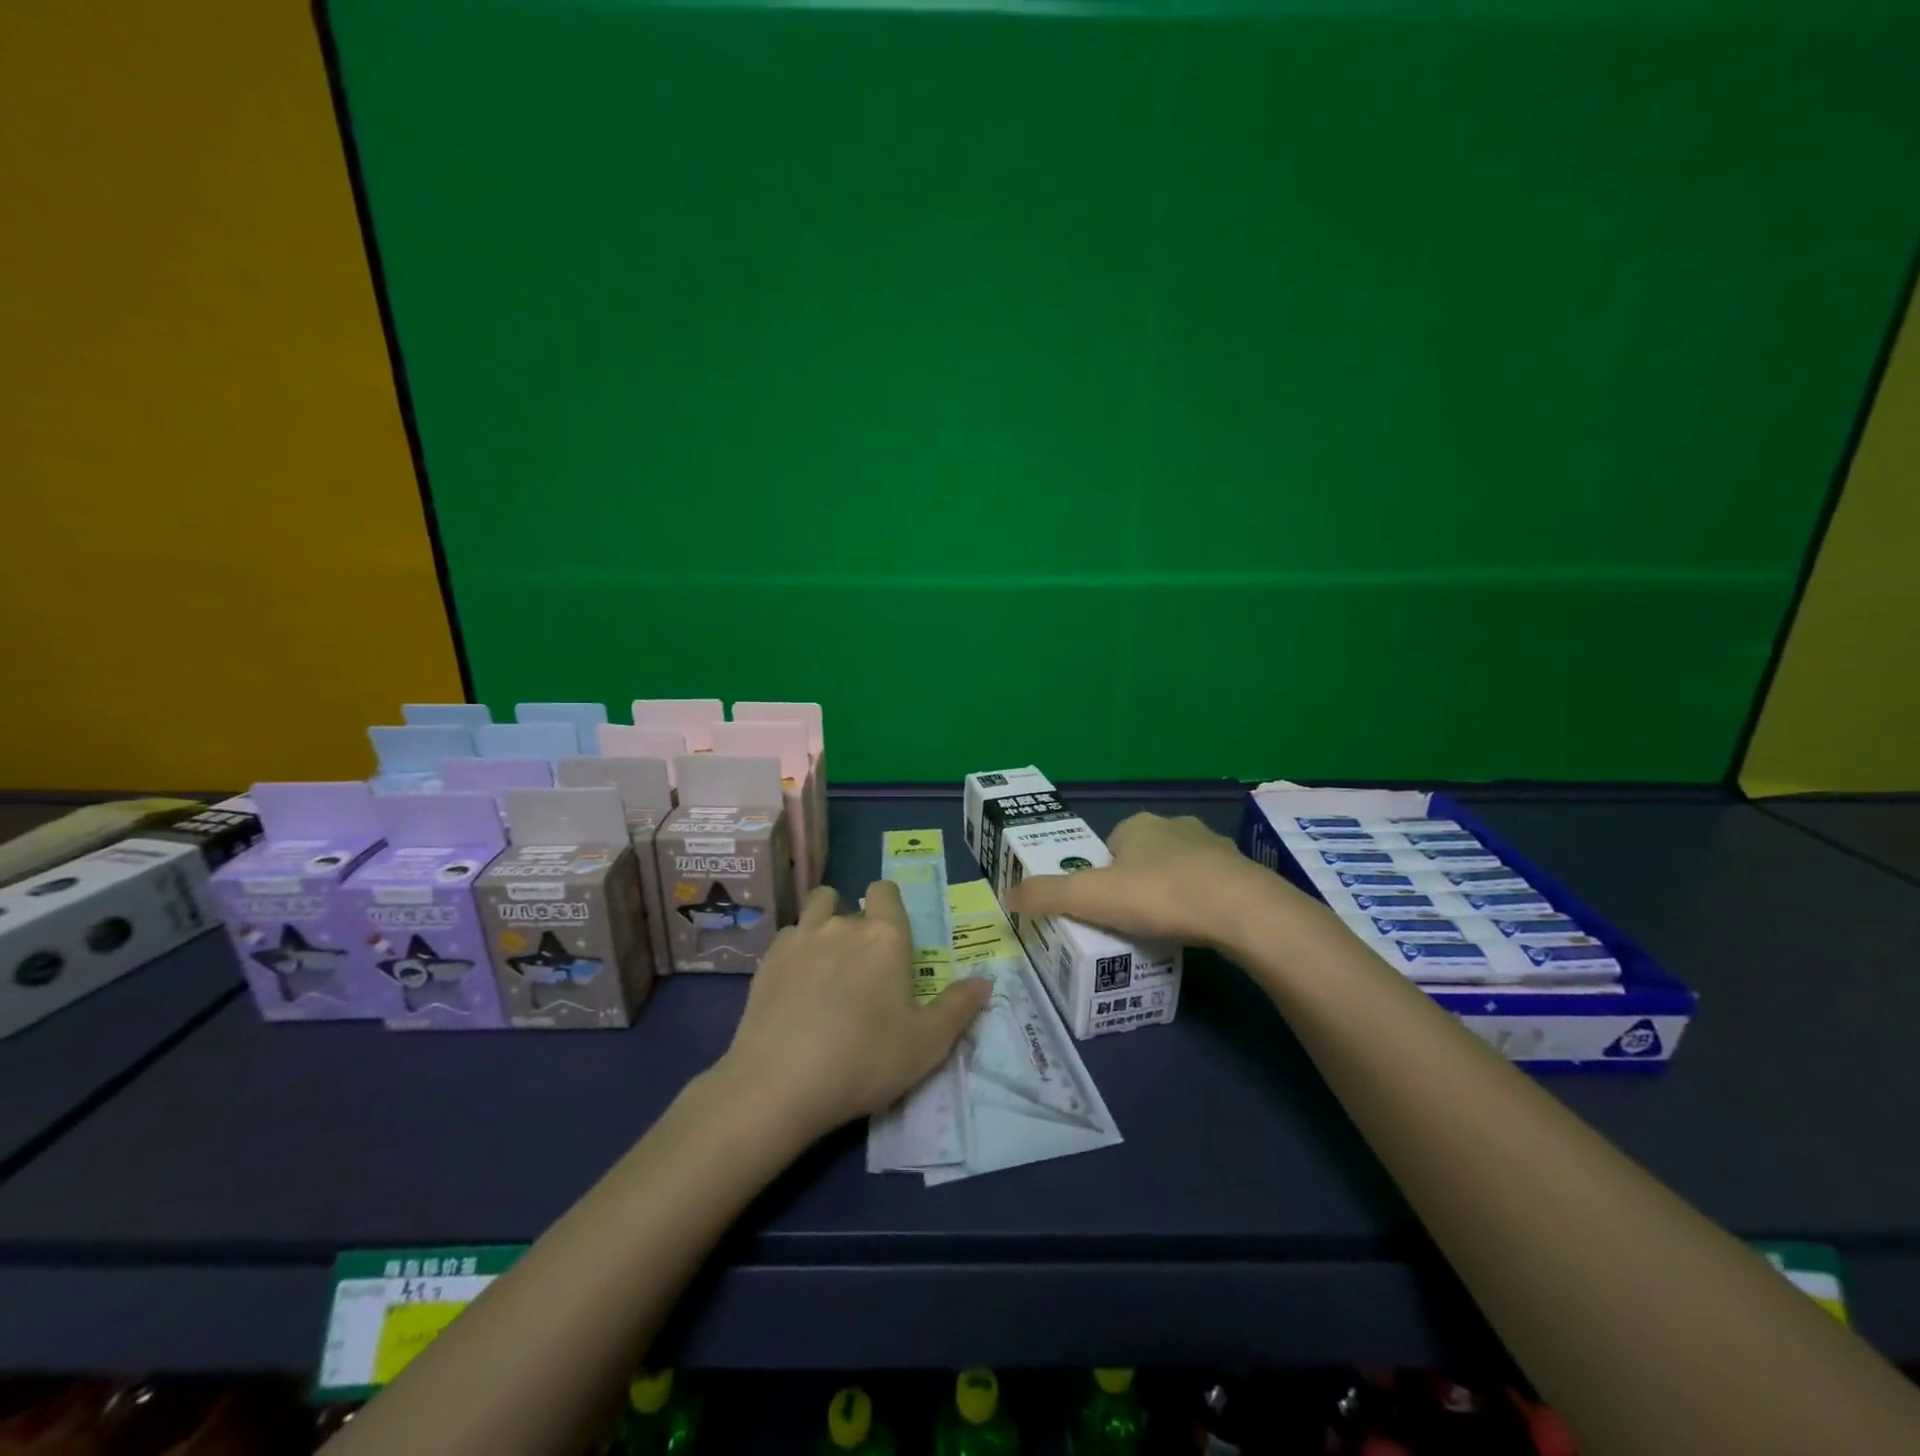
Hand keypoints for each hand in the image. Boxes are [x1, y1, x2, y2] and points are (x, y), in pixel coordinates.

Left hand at [716, 881, 992, 1139]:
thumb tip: (986, 980)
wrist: (780, 1083)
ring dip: (823, 923)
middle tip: (862, 967)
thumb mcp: (927, 1044)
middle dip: (858, 925)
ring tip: (826, 962)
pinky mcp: (768, 959)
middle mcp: (842, 925)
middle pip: (851, 903)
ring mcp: (800, 938)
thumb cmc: (864, 1060)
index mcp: (885, 937)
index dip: (889, 905)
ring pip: (815, 907)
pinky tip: (795, 985)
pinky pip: (788, 936)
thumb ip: (959, 1008)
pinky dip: (795, 950)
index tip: (891, 935)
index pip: (886, 891)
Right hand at [1003, 812, 1322, 952]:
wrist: (1240, 910)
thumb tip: (1005, 896)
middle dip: (1135, 886)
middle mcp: (1175, 826)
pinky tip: (1199, 930)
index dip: (1100, 877)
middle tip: (1129, 924)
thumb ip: (1045, 895)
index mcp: (1137, 825)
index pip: (1108, 848)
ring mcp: (1214, 847)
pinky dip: (1201, 904)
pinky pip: (1211, 887)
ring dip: (1170, 893)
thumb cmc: (1158, 895)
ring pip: (1179, 870)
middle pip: (1143, 858)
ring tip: (1164, 931)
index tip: (1102, 910)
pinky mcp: (1243, 873)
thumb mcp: (1089, 898)